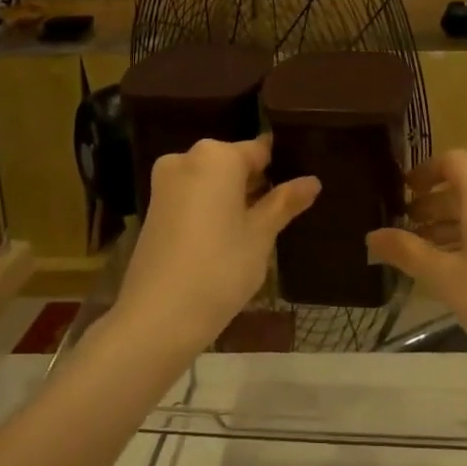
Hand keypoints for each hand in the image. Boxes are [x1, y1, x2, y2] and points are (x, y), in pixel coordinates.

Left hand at [116, 137, 320, 349]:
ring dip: (234, 197)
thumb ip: (284, 202)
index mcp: (217, 156)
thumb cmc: (220, 268)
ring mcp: (165, 183)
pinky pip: (193, 196)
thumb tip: (312, 181)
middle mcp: (187, 158)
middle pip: (233, 162)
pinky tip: (228, 237)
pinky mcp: (154, 208)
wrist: (157, 315)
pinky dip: (211, 208)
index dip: (281, 168)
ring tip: (260, 228)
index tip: (298, 189)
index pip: (260, 150)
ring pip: (212, 180)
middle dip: (256, 183)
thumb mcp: (261, 235)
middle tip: (283, 213)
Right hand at [367, 151, 466, 387]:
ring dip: (455, 223)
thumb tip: (372, 237)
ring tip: (427, 254)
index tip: (402, 194)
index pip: (453, 161)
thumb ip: (407, 252)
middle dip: (434, 204)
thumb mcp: (446, 279)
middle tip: (406, 230)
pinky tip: (463, 269)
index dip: (424, 172)